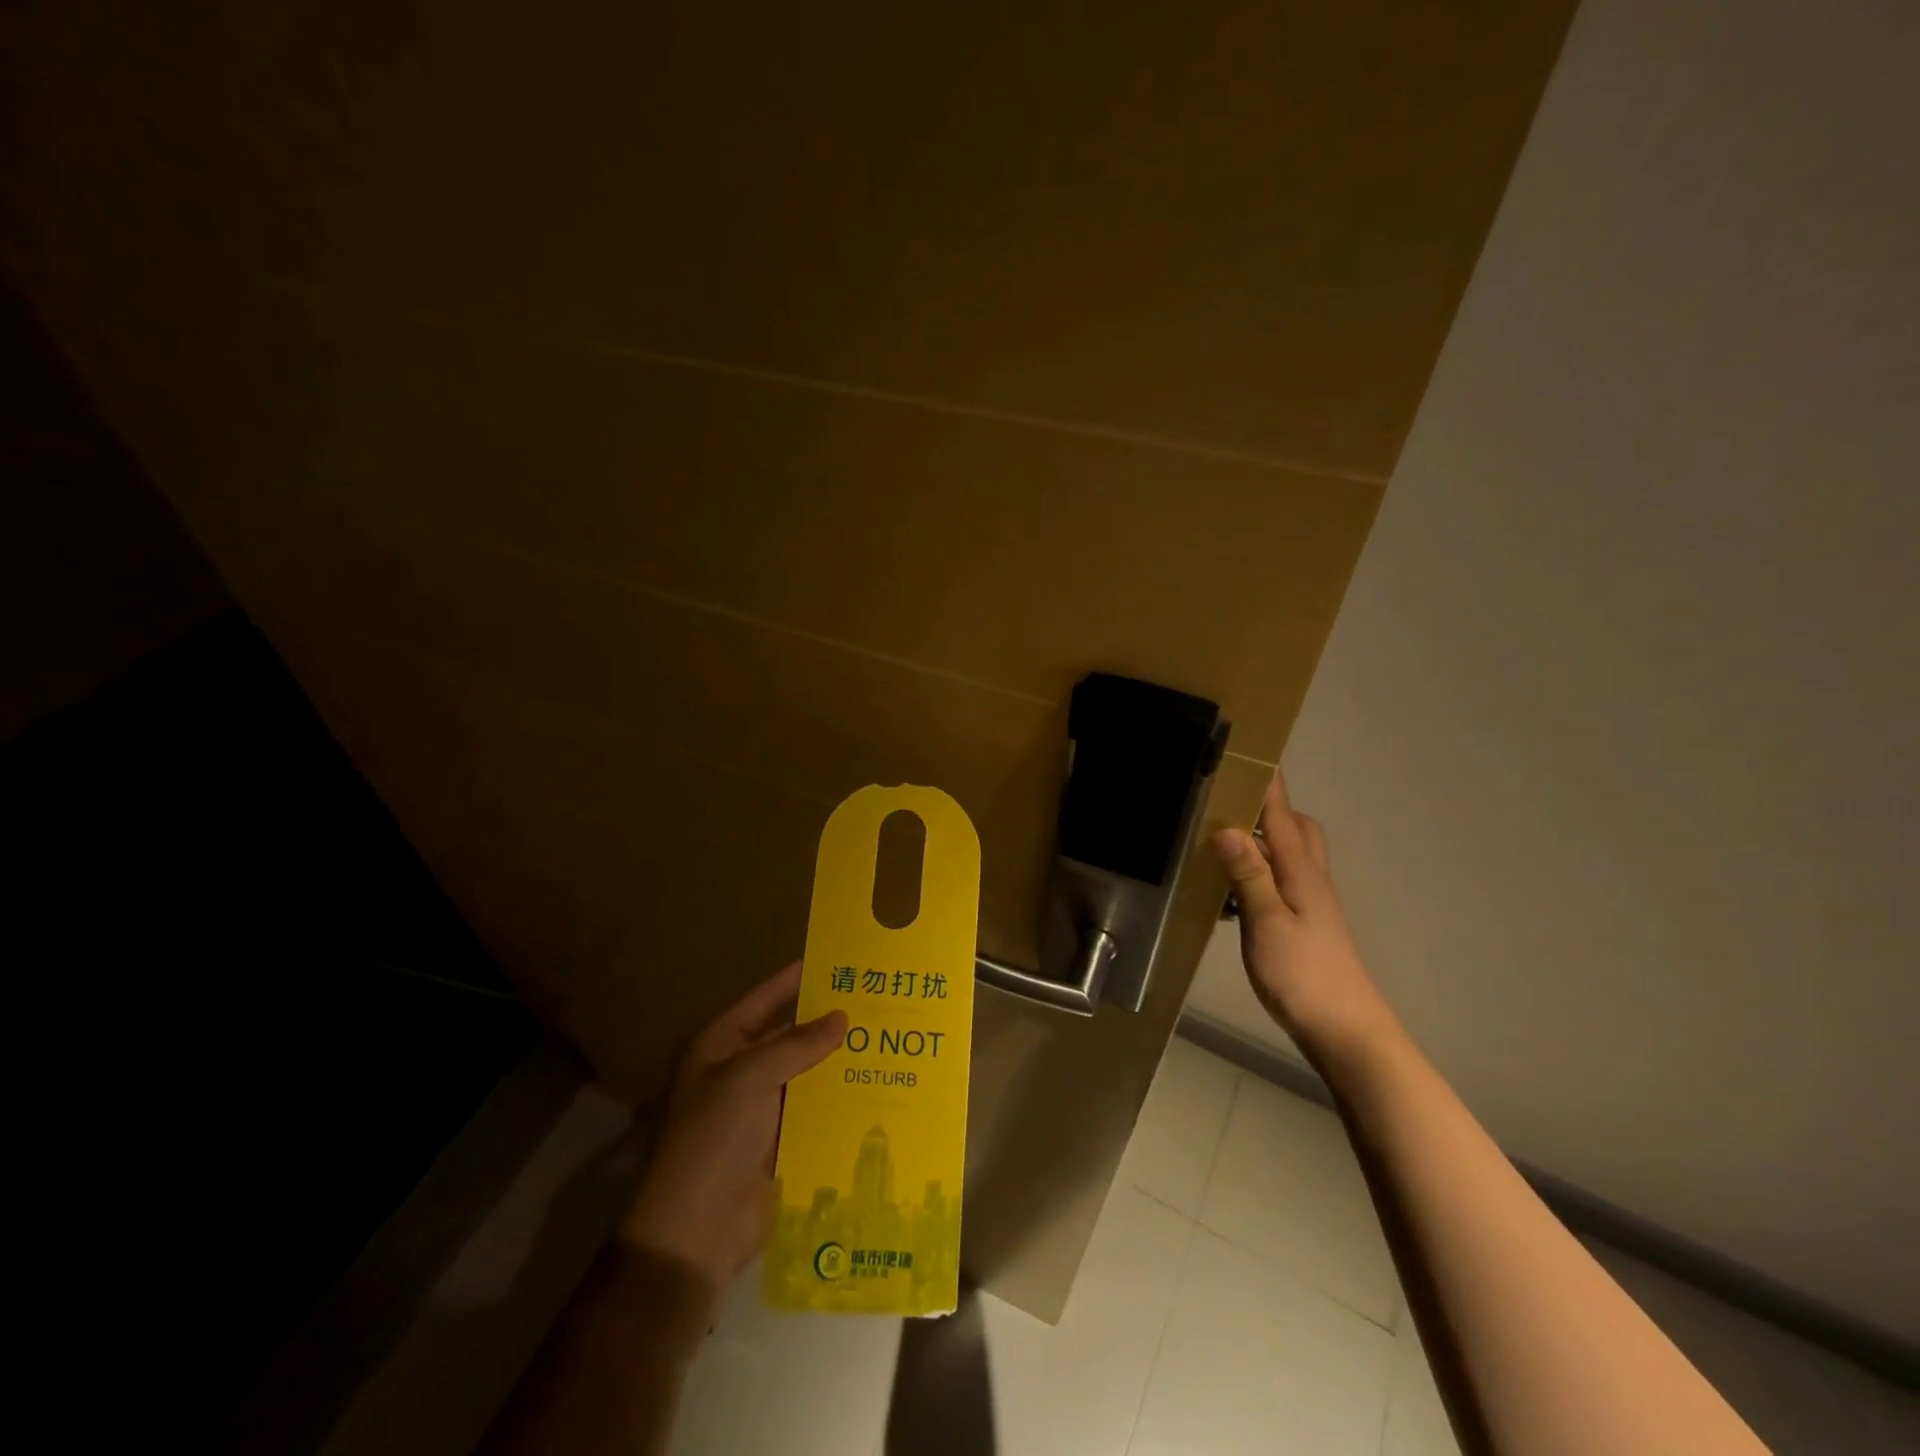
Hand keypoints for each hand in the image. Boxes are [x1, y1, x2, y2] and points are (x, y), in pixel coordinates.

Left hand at [620, 961, 846, 1289]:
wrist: (694, 1232)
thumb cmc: (712, 1139)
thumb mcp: (749, 1078)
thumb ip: (796, 1044)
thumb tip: (841, 1017)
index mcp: (719, 1047)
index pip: (763, 1000)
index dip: (794, 980)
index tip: (833, 959)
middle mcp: (739, 1072)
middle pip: (788, 1037)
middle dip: (827, 1023)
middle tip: (875, 1000)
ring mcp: (759, 1109)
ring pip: (806, 1074)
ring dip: (838, 1061)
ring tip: (886, 1039)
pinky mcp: (779, 1142)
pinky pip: (813, 1110)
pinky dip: (839, 1098)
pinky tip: (875, 1085)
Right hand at [1211, 771, 1397, 1060]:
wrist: (1347, 1031)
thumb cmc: (1305, 975)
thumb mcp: (1268, 923)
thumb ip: (1249, 875)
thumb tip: (1227, 826)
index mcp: (1302, 873)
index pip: (1282, 816)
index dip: (1268, 785)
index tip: (1253, 752)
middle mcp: (1311, 880)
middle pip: (1297, 829)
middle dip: (1270, 808)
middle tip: (1233, 801)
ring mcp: (1312, 904)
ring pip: (1291, 856)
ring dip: (1264, 840)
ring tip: (1224, 841)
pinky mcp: (1306, 926)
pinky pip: (1283, 882)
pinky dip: (1261, 873)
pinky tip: (1234, 893)